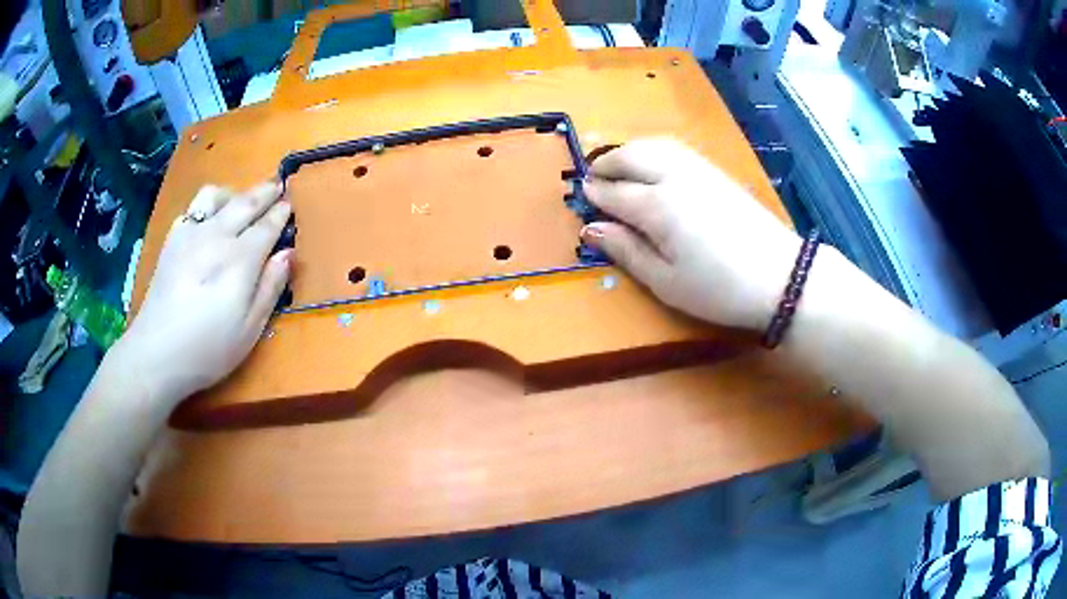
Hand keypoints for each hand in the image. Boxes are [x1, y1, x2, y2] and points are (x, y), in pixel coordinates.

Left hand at [117, 182, 293, 398]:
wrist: (157, 353)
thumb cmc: (208, 349)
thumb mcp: (250, 329)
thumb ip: (270, 287)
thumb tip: (288, 254)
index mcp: (240, 259)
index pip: (267, 226)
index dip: (281, 214)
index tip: (290, 204)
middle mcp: (217, 236)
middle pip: (245, 202)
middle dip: (265, 191)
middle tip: (278, 186)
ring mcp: (191, 234)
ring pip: (215, 195)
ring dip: (233, 193)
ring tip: (240, 202)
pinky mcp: (172, 241)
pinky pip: (192, 209)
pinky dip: (206, 207)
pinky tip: (207, 222)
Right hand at [581, 139, 799, 331]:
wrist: (781, 278)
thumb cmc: (719, 289)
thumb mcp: (666, 282)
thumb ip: (627, 251)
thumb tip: (592, 229)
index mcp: (657, 207)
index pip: (614, 192)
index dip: (595, 194)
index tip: (582, 198)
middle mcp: (674, 177)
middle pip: (631, 157)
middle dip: (607, 164)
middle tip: (593, 178)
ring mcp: (698, 169)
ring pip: (654, 145)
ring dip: (629, 151)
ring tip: (617, 166)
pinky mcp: (716, 172)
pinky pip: (675, 148)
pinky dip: (654, 149)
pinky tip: (653, 163)